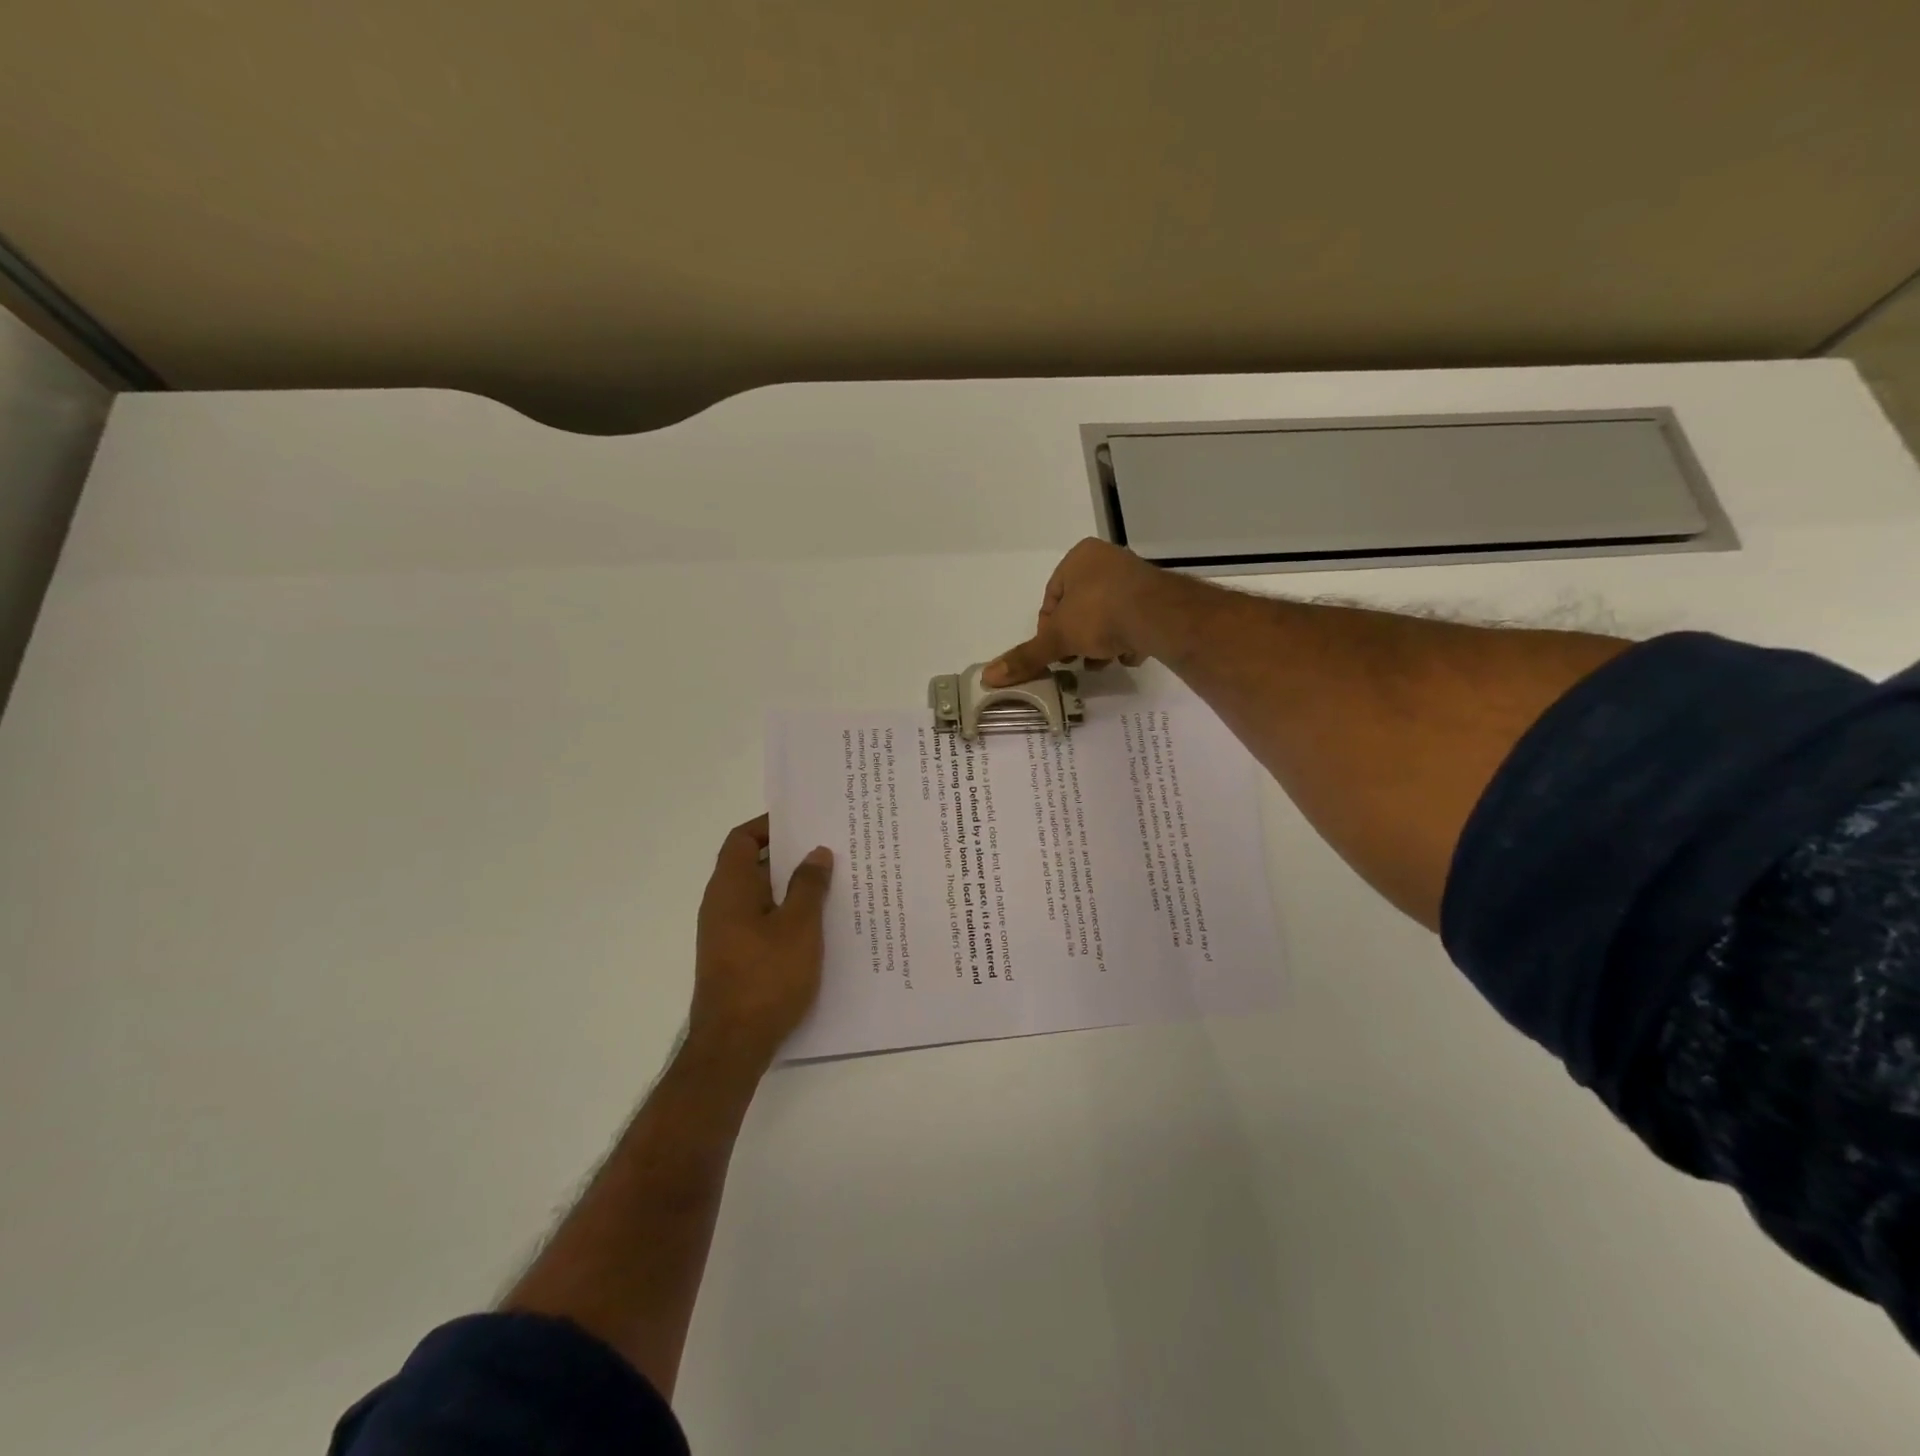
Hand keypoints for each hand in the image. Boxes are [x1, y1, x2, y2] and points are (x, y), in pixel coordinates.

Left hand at [688, 815, 833, 1066]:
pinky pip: (761, 920)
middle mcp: (721, 904)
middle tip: (828, 850)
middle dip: (788, 855)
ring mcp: (725, 933)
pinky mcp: (735, 957)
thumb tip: (816, 852)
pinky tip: (817, 925)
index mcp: (731, 887)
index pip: (742, 839)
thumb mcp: (799, 927)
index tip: (804, 823)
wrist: (733, 1046)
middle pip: (752, 864)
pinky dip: (785, 913)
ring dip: (790, 887)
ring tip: (831, 884)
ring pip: (759, 895)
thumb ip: (809, 886)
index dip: (769, 825)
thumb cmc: (767, 978)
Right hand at [983, 538, 1169, 686]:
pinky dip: (1128, 639)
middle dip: (1078, 638)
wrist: (1159, 616)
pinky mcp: (1158, 597)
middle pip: (1081, 608)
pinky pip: (1134, 620)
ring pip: (1108, 616)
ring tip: (1105, 660)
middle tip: (1079, 659)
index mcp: (1079, 557)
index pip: (1053, 597)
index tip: (1055, 652)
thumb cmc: (1100, 614)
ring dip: (1102, 642)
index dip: (1049, 629)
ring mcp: (1136, 577)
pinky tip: (1129, 654)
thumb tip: (989, 676)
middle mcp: (1108, 560)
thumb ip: (1026, 656)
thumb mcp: (1057, 638)